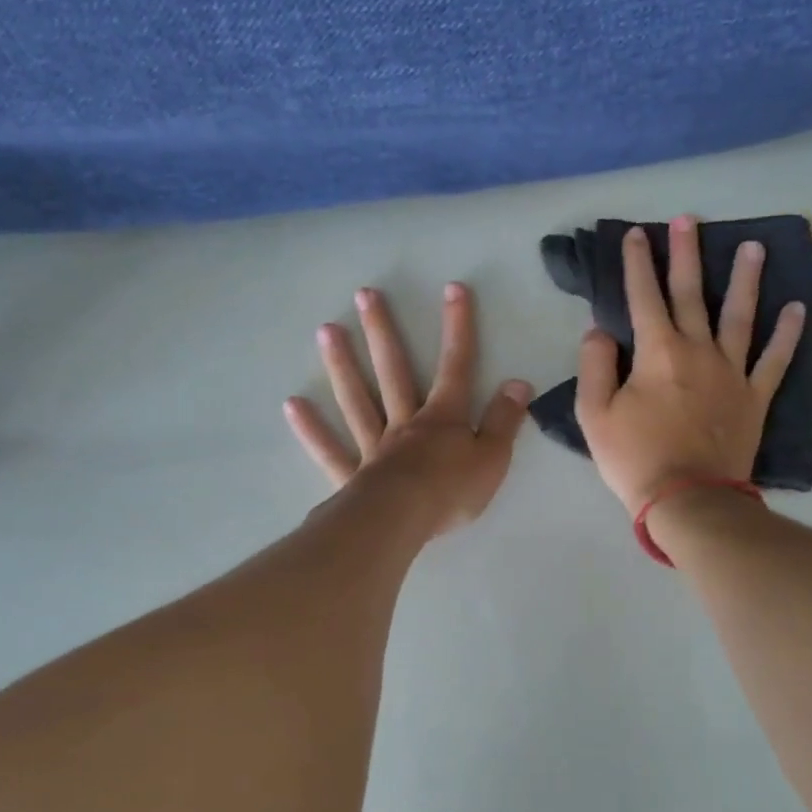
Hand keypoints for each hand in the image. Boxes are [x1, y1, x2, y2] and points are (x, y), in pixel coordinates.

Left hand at [285, 283, 531, 537]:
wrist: (403, 522)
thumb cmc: (451, 491)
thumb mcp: (493, 457)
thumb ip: (505, 420)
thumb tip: (518, 382)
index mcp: (443, 418)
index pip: (456, 366)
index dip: (458, 328)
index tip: (454, 289)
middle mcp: (405, 423)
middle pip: (393, 371)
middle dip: (383, 332)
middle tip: (364, 294)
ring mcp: (374, 447)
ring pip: (357, 400)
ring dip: (342, 365)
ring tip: (326, 330)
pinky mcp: (351, 476)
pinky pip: (329, 449)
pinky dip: (312, 428)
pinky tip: (293, 404)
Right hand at [575, 216, 805, 514]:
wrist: (687, 499)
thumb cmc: (634, 458)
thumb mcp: (594, 414)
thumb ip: (595, 366)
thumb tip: (599, 330)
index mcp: (657, 352)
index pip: (643, 297)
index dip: (637, 263)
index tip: (636, 234)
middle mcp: (698, 351)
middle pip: (691, 293)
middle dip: (687, 253)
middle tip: (690, 219)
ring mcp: (732, 372)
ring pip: (740, 315)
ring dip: (745, 279)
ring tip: (753, 247)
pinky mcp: (754, 397)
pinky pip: (775, 360)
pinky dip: (787, 334)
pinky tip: (797, 308)